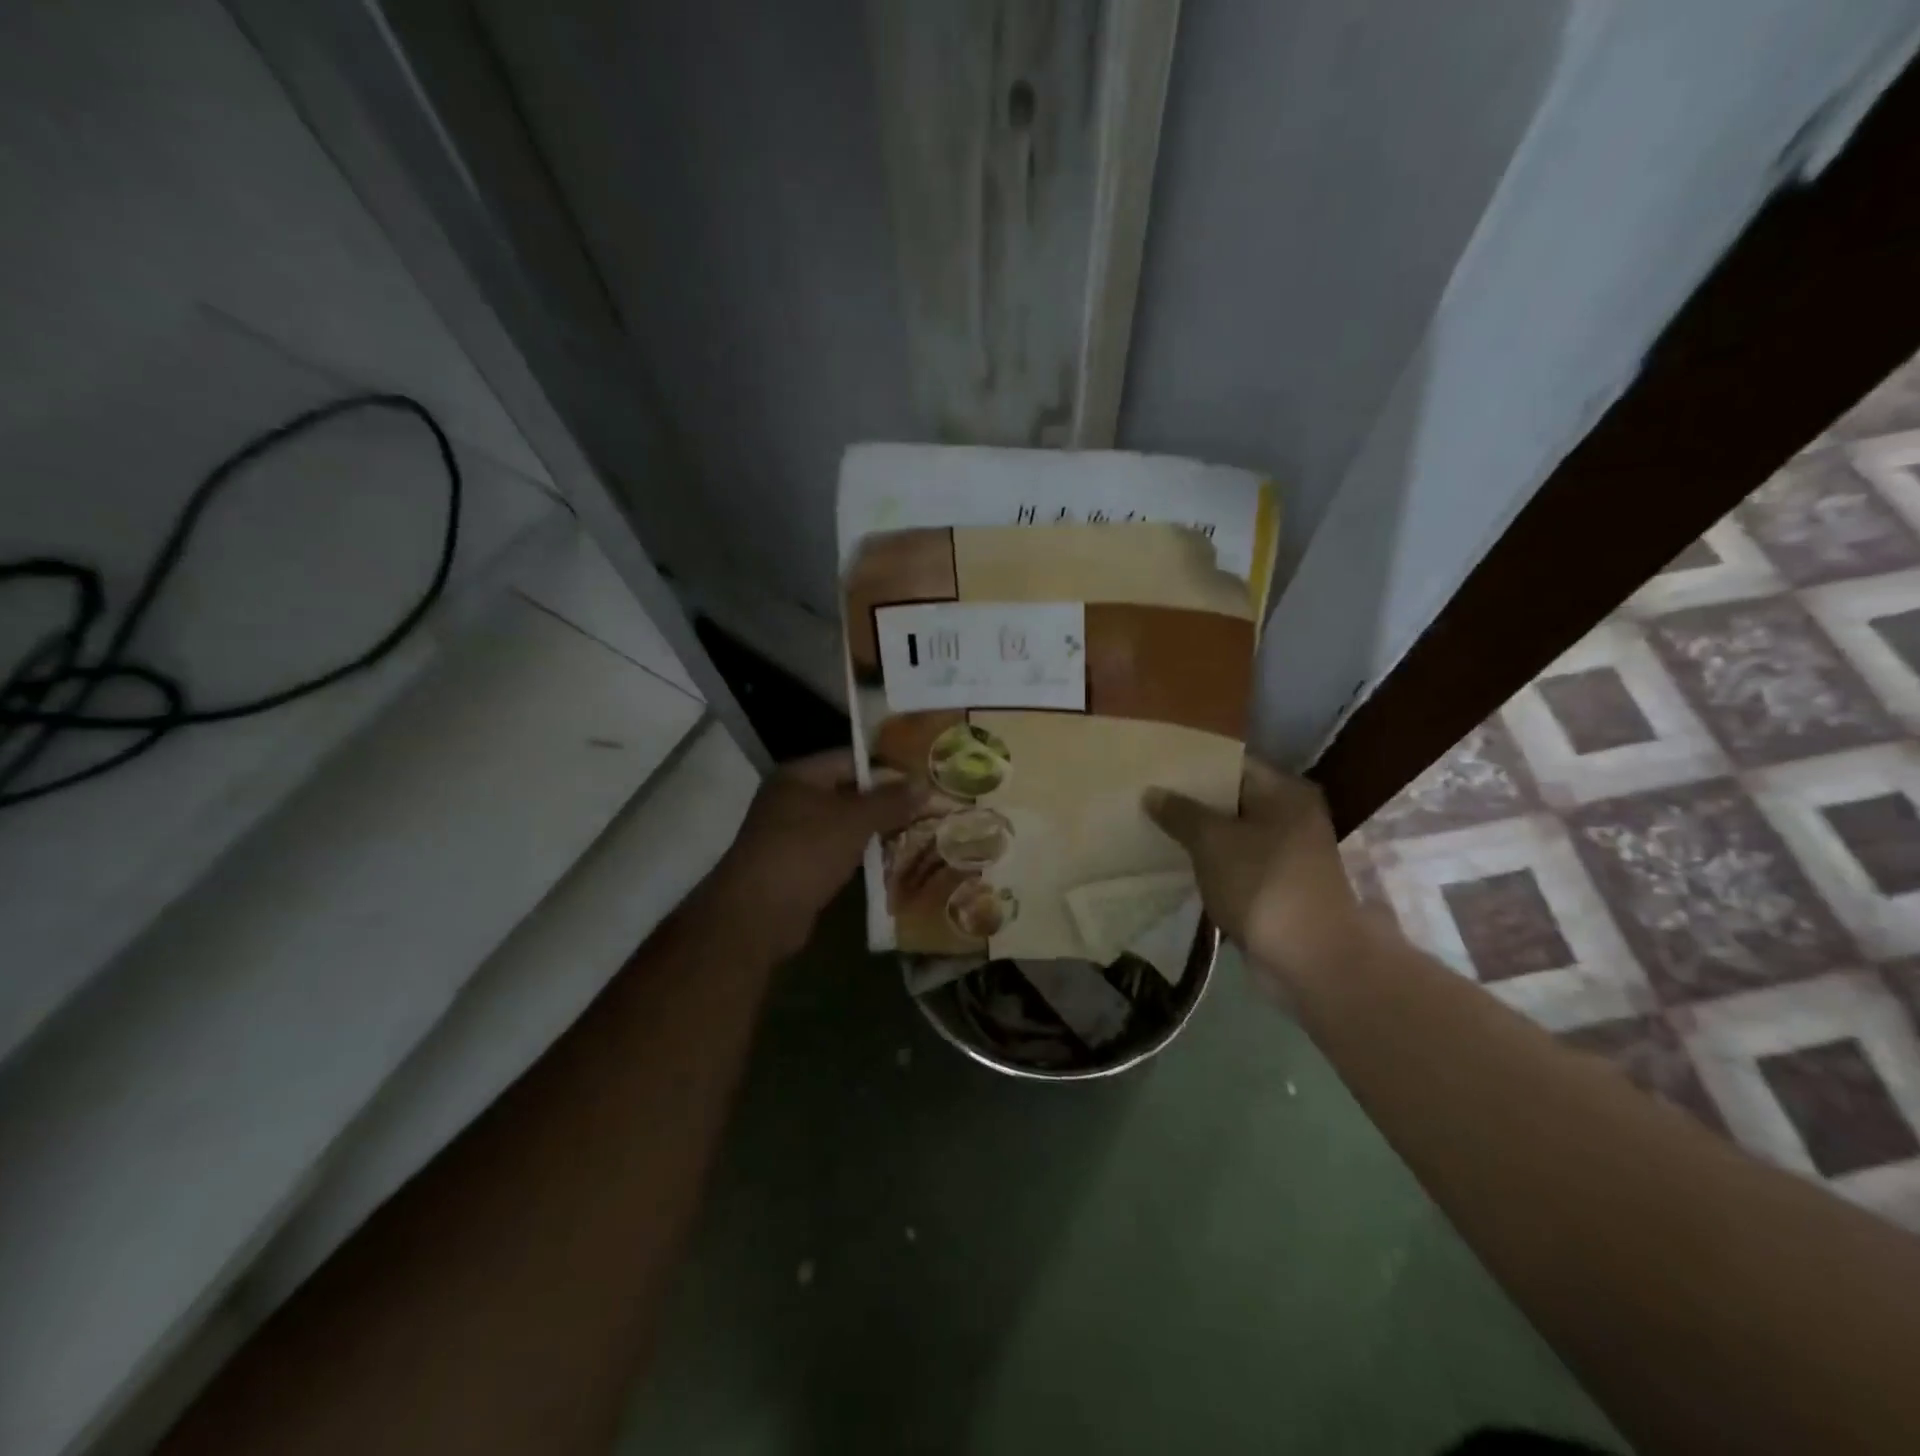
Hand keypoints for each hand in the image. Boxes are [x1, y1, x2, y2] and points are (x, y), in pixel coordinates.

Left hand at [703, 750, 919, 957]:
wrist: (757, 915)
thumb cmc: (804, 853)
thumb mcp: (853, 821)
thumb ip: (889, 801)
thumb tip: (924, 784)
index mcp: (799, 776)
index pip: (852, 759)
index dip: (888, 767)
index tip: (925, 776)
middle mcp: (793, 799)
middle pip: (849, 792)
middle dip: (887, 801)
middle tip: (930, 805)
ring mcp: (793, 834)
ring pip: (845, 825)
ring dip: (877, 830)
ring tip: (920, 831)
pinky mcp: (799, 867)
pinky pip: (838, 851)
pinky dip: (862, 854)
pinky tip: (893, 860)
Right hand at [1144, 757, 1365, 991]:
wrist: (1311, 960)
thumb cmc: (1264, 884)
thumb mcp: (1213, 841)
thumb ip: (1180, 812)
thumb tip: (1152, 792)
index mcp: (1285, 792)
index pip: (1231, 764)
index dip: (1192, 764)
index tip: (1154, 767)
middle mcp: (1290, 816)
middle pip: (1231, 799)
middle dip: (1190, 801)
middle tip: (1144, 797)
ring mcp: (1285, 854)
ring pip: (1230, 834)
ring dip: (1196, 835)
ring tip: (1150, 827)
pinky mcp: (1275, 887)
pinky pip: (1234, 864)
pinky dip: (1208, 863)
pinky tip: (1173, 863)